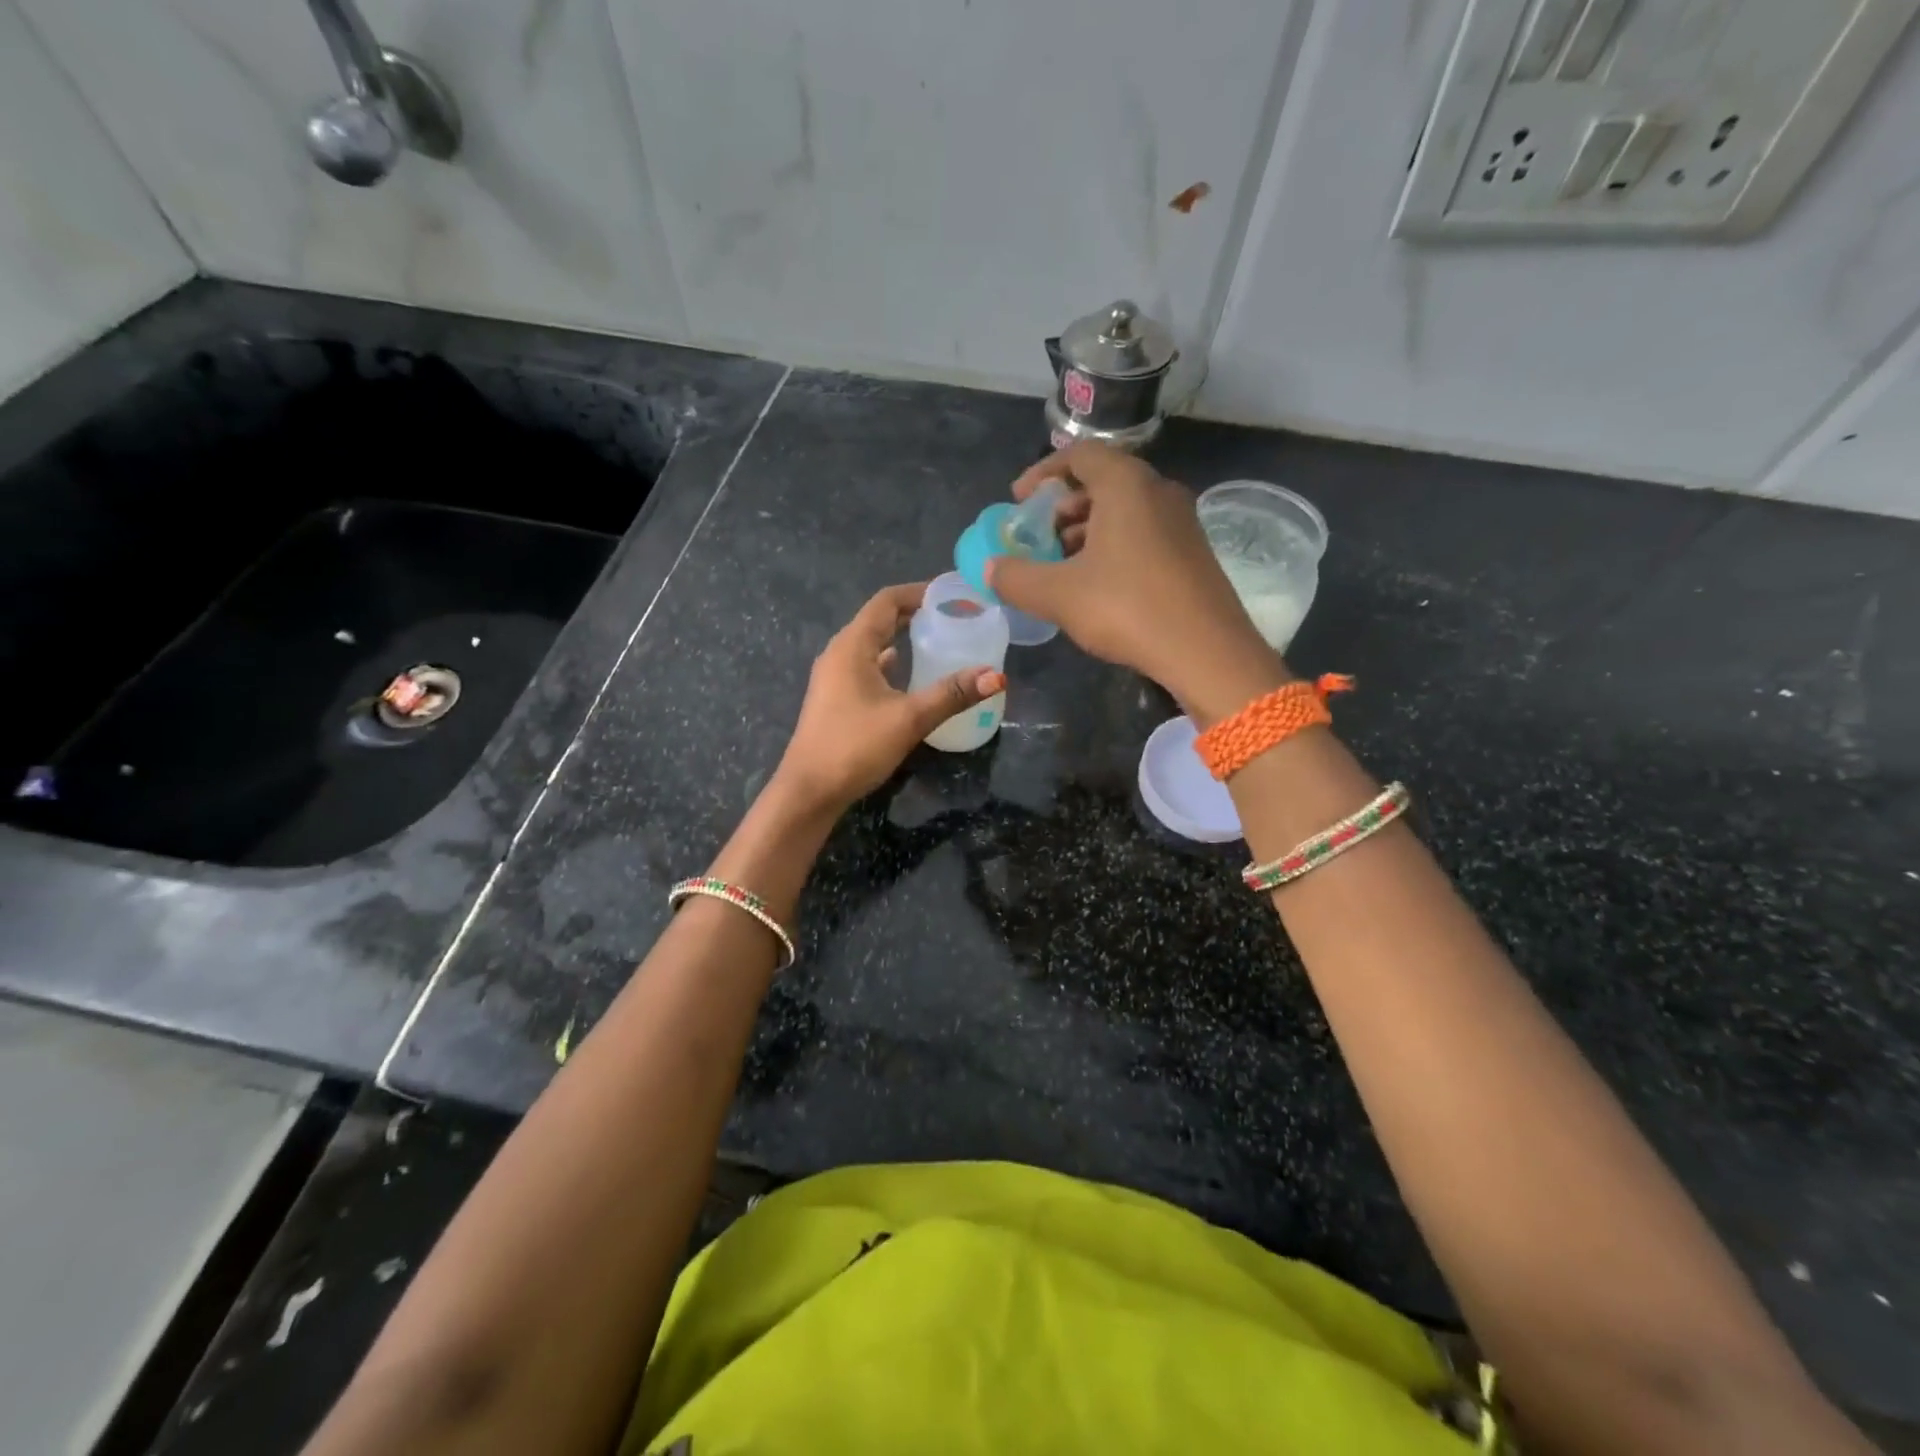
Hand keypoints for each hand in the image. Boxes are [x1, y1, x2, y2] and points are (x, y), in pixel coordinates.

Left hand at [772, 583, 1004, 814]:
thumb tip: (996, 676)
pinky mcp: (836, 699)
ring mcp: (834, 677)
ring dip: (902, 638)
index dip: (918, 591)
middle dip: (915, 613)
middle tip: (954, 616)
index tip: (952, 594)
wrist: (809, 791)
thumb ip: (952, 694)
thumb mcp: (909, 718)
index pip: (886, 601)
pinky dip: (891, 664)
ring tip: (939, 641)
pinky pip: (867, 668)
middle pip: (879, 619)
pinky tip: (911, 677)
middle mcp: (839, 654)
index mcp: (852, 646)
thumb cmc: (854, 746)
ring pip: (873, 645)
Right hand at [986, 442, 1288, 725]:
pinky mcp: (1192, 551)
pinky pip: (1142, 533)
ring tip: (1060, 566)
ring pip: (1123, 510)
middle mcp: (1158, 490)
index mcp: (1125, 484)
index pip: (1078, 454)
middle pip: (1101, 481)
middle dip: (1061, 508)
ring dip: (1085, 531)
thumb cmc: (1127, 609)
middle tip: (1036, 539)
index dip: (1041, 474)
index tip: (1018, 502)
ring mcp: (1181, 520)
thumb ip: (1016, 578)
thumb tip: (991, 569)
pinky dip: (1111, 546)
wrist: (1207, 652)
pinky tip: (1096, 585)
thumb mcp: (1058, 595)